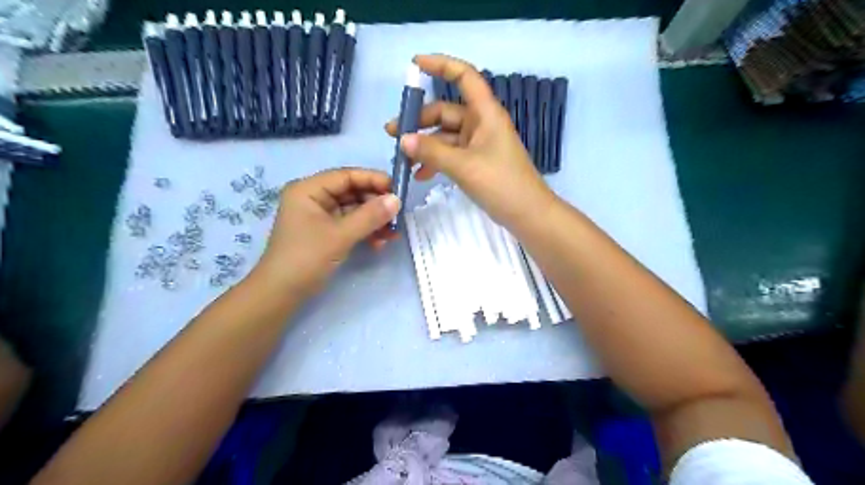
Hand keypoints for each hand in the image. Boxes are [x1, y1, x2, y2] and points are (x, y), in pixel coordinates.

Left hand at [255, 169, 400, 297]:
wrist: (281, 293)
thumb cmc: (306, 258)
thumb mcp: (340, 235)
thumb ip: (370, 216)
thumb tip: (397, 200)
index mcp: (309, 190)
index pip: (346, 176)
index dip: (373, 180)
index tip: (398, 190)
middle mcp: (313, 198)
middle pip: (352, 192)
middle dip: (376, 204)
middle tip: (398, 216)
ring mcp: (319, 216)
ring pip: (354, 209)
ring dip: (374, 220)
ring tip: (392, 234)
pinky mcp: (325, 232)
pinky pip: (351, 224)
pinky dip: (366, 231)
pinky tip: (379, 243)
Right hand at [385, 53, 553, 227]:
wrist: (527, 213)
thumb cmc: (501, 183)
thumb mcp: (464, 166)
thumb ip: (432, 151)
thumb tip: (403, 139)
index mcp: (484, 113)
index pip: (464, 76)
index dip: (440, 65)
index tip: (414, 66)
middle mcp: (481, 124)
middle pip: (445, 111)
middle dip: (418, 121)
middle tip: (392, 134)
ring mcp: (478, 144)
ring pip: (445, 136)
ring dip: (424, 145)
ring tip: (401, 158)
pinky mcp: (476, 162)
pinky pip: (450, 154)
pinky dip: (435, 161)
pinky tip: (419, 175)